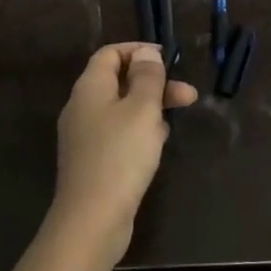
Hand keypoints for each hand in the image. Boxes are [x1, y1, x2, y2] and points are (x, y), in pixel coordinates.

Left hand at [50, 43, 197, 266]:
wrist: (92, 219)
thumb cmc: (120, 156)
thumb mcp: (142, 109)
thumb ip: (147, 77)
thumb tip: (145, 53)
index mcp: (89, 88)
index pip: (110, 53)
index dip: (138, 51)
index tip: (168, 58)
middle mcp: (82, 107)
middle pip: (119, 81)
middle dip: (154, 84)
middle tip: (188, 95)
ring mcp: (85, 136)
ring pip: (122, 109)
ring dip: (150, 108)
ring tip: (175, 121)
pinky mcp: (93, 160)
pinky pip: (119, 133)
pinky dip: (140, 131)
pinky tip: (158, 144)